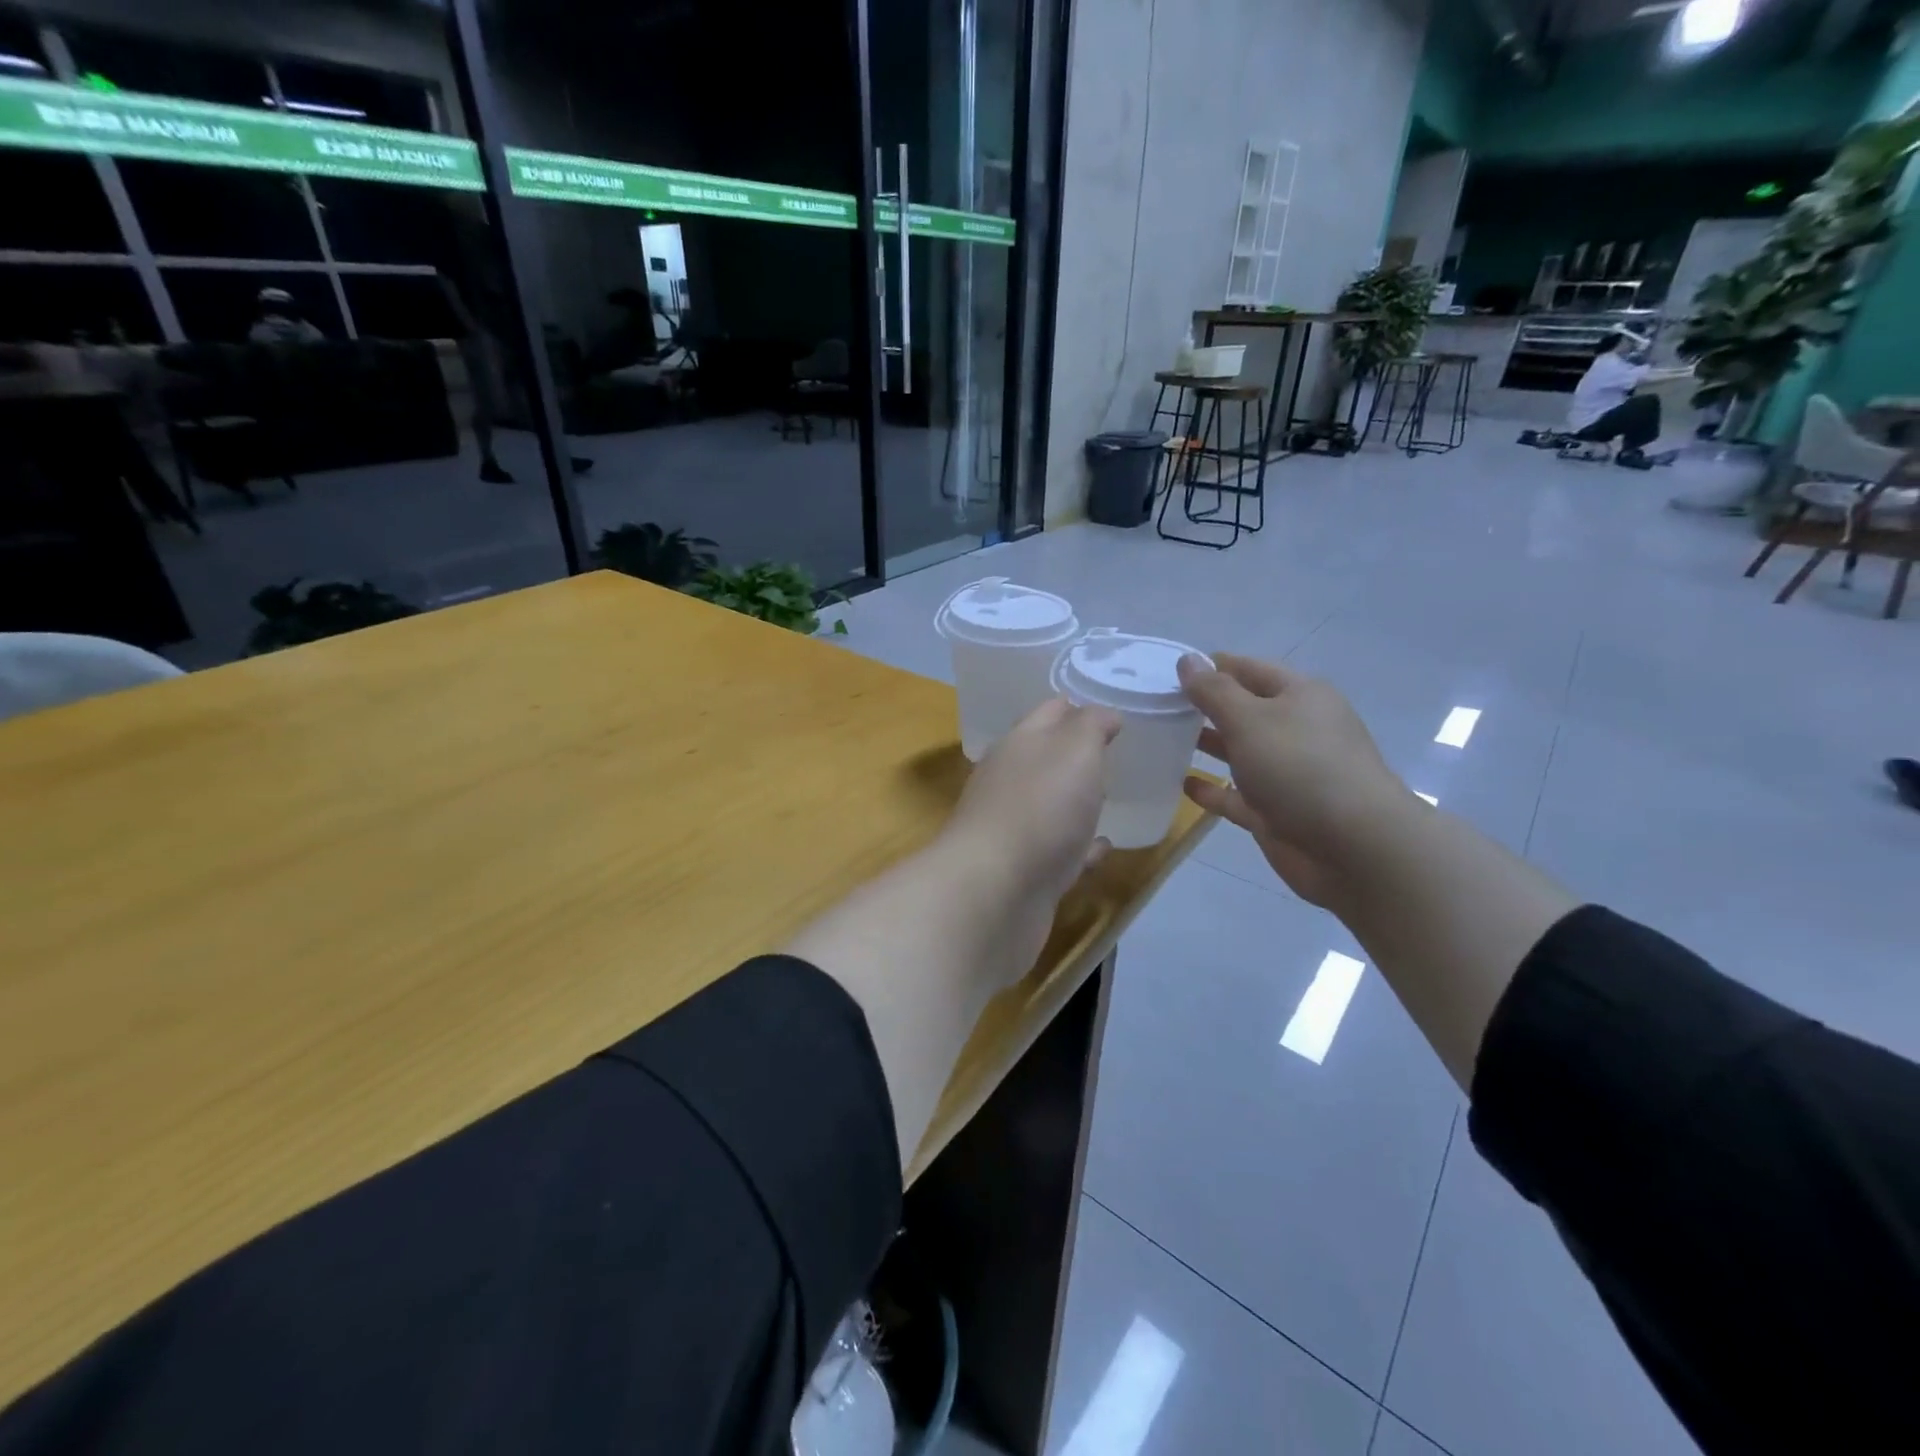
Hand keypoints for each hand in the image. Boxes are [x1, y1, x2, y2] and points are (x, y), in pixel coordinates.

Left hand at [935, 697, 1121, 984]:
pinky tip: (1102, 849)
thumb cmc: (1039, 808)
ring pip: (1051, 806)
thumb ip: (1091, 726)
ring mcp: (1015, 829)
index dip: (1079, 706)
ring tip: (1112, 797)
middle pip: (1046, 759)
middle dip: (1076, 754)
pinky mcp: (1025, 873)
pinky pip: (1060, 852)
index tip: (1113, 710)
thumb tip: (1103, 713)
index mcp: (1018, 745)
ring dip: (1077, 802)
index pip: (1050, 712)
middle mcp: (1010, 782)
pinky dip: (1080, 848)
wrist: (995, 893)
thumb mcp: (1075, 750)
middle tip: (1115, 752)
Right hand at [1177, 653, 1410, 905]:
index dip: (1212, 666)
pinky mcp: (1276, 812)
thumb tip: (1188, 660)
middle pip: (1245, 710)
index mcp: (1300, 696)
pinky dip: (1212, 789)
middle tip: (1157, 704)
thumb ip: (1214, 691)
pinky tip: (1183, 784)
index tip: (1169, 669)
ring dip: (1207, 745)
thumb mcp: (1250, 719)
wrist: (1352, 847)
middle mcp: (1296, 730)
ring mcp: (1287, 773)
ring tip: (1163, 739)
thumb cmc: (1300, 767)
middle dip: (1206, 706)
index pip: (1249, 669)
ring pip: (1240, 752)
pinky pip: (1236, 795)